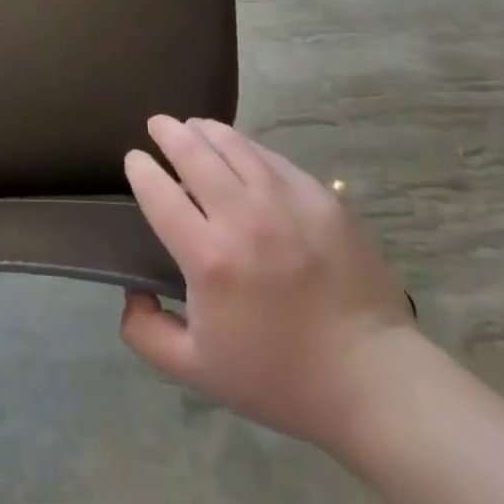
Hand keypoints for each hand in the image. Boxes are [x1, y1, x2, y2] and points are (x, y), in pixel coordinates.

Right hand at [120, 117, 419, 459]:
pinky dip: (245, 146)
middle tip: (157, 125)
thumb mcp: (199, 373)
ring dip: (204, 129)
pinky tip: (239, 149)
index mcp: (208, 258)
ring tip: (193, 126)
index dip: (139, 168)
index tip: (134, 161)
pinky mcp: (318, 195)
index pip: (157, 192)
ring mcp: (284, 200)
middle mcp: (241, 217)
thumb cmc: (280, 377)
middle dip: (167, 131)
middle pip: (192, 151)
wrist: (372, 379)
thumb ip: (148, 334)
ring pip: (232, 143)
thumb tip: (131, 290)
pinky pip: (270, 157)